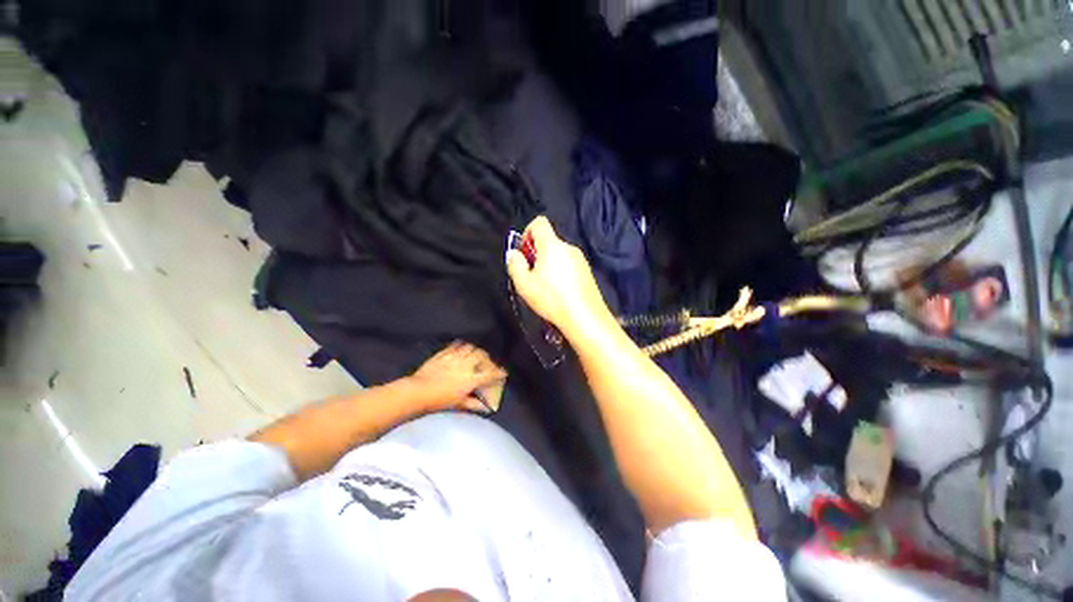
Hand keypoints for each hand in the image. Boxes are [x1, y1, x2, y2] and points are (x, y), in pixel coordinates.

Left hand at [408, 342, 506, 412]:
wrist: (418, 391)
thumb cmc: (439, 400)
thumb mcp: (459, 404)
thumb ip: (474, 404)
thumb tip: (486, 407)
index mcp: (471, 378)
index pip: (490, 374)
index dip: (499, 373)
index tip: (503, 372)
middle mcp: (466, 365)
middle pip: (482, 355)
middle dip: (487, 358)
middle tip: (487, 362)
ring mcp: (455, 357)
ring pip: (470, 348)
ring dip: (475, 350)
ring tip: (474, 355)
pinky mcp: (444, 353)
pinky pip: (456, 346)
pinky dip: (461, 346)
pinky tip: (461, 349)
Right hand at [506, 216, 610, 338]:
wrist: (584, 317)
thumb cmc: (551, 299)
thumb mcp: (524, 284)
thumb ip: (515, 264)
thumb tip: (514, 253)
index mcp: (552, 245)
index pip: (539, 222)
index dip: (527, 232)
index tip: (524, 253)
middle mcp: (568, 247)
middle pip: (549, 240)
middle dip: (536, 253)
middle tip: (531, 275)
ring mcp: (580, 259)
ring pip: (559, 254)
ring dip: (548, 264)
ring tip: (545, 287)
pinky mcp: (587, 272)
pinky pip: (569, 264)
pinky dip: (561, 271)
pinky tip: (559, 291)